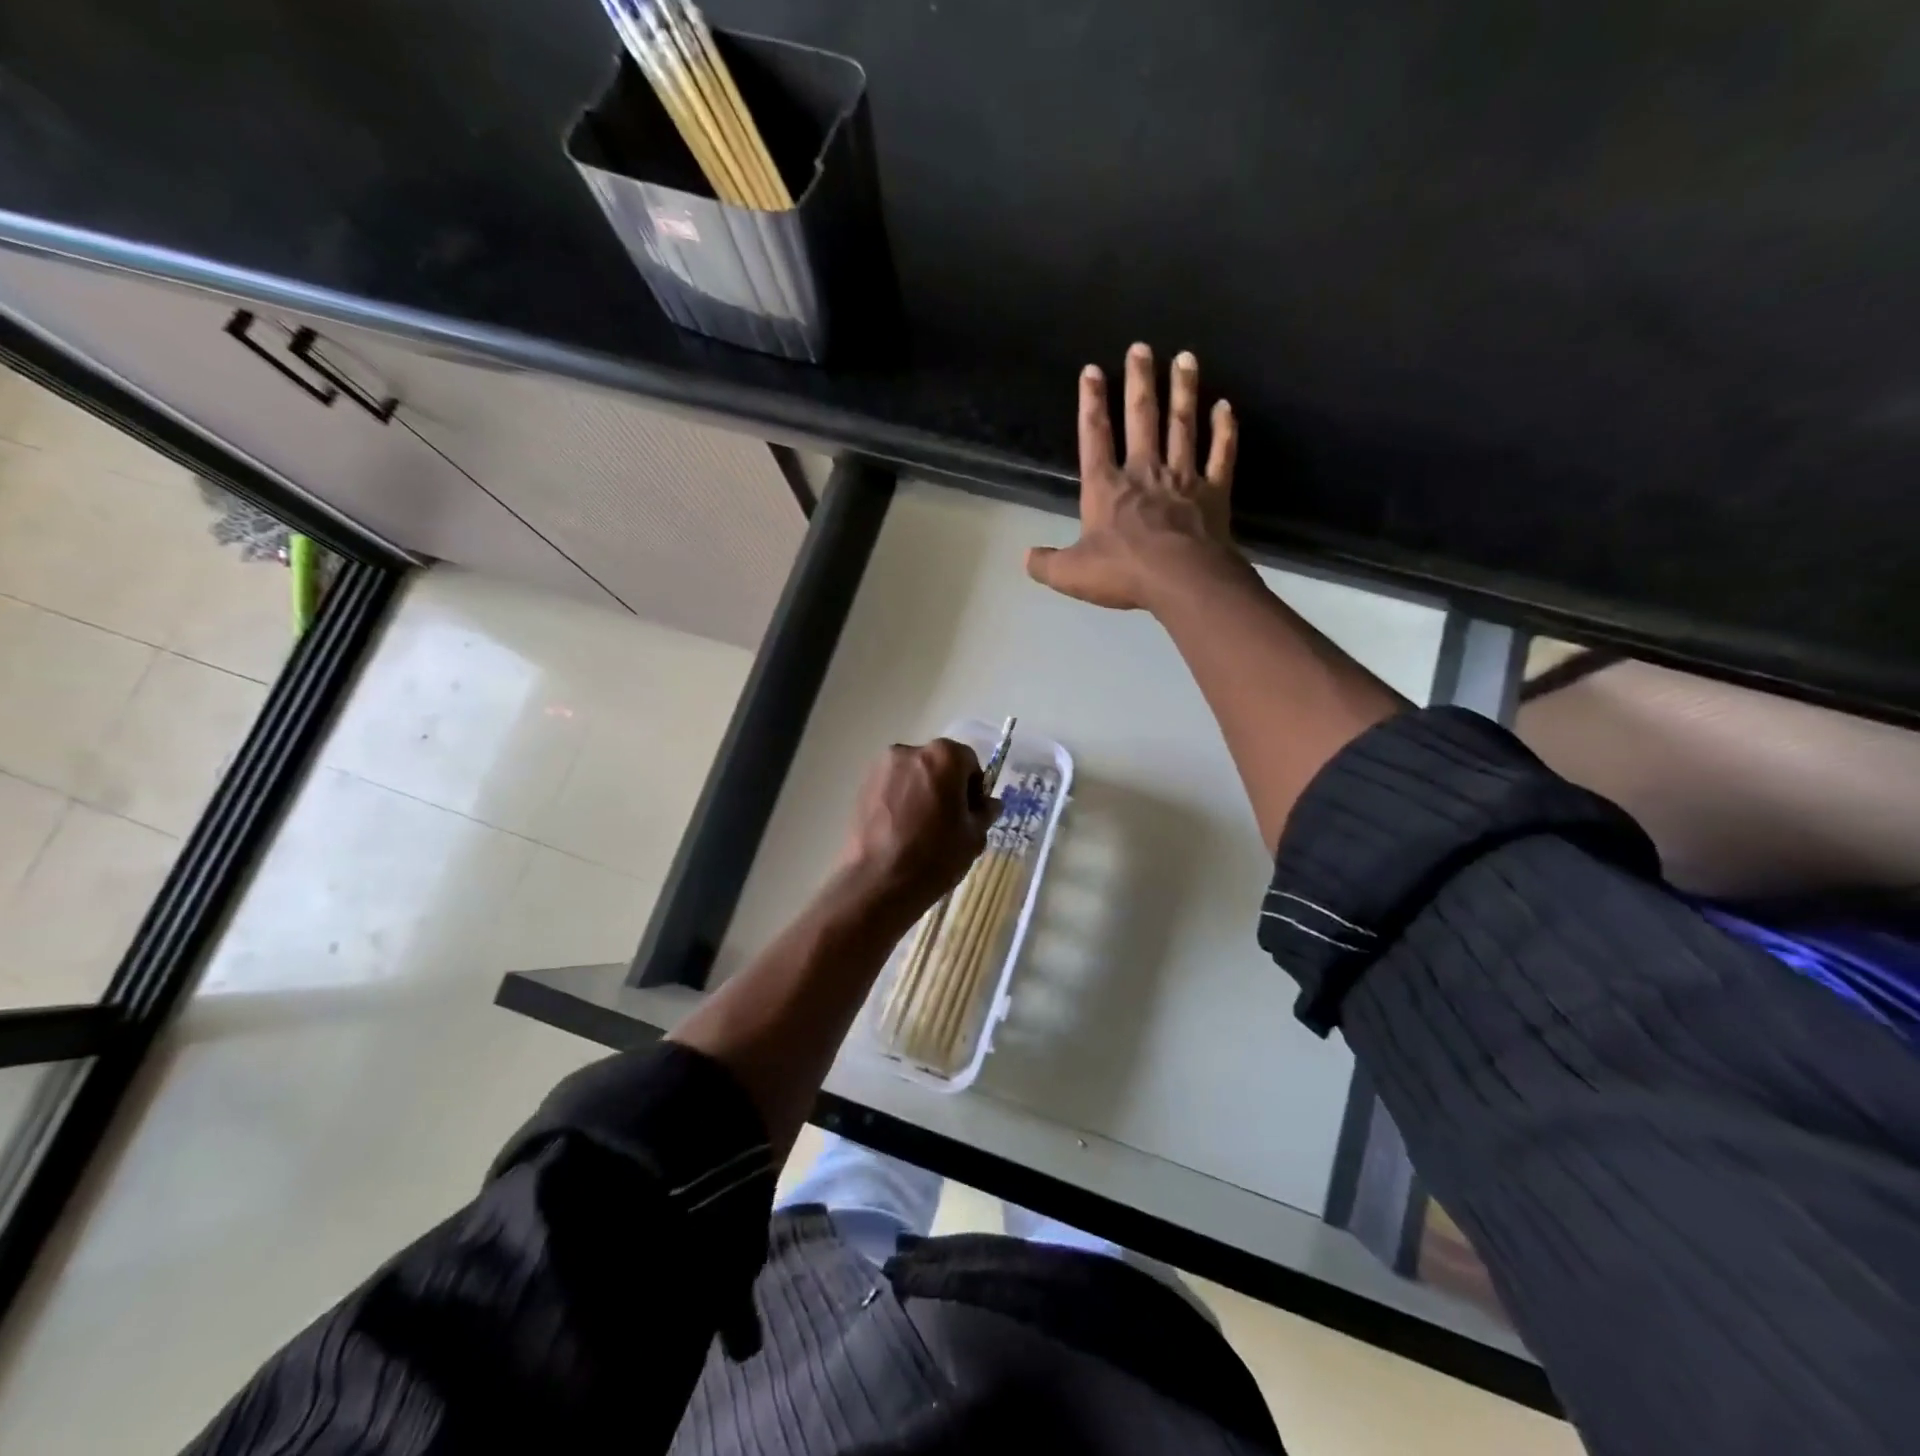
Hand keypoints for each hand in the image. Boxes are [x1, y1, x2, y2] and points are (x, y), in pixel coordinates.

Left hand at [835, 739, 995, 916]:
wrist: (878, 882)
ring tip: (923, 828)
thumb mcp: (974, 837)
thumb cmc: (935, 856)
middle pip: (938, 764)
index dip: (975, 787)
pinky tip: (902, 830)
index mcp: (943, 756)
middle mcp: (910, 751)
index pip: (969, 761)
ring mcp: (882, 768)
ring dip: (922, 792)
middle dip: (947, 786)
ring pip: (913, 775)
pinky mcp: (862, 786)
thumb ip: (984, 812)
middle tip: (949, 821)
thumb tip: (988, 804)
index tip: (971, 814)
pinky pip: (892, 787)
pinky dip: (901, 800)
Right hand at [1025, 343, 1240, 611]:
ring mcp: (1182, 478)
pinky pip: (1220, 455)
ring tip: (1185, 358)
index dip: (1091, 403)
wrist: (1182, 580)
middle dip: (1139, 381)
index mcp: (1106, 487)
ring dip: (1183, 391)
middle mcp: (1144, 472)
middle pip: (1142, 418)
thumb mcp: (1071, 574)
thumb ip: (1046, 564)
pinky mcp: (1214, 492)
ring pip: (1182, 426)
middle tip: (1141, 347)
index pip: (1095, 436)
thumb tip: (1025, 558)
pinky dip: (1224, 430)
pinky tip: (1225, 407)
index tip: (1092, 371)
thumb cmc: (1123, 573)